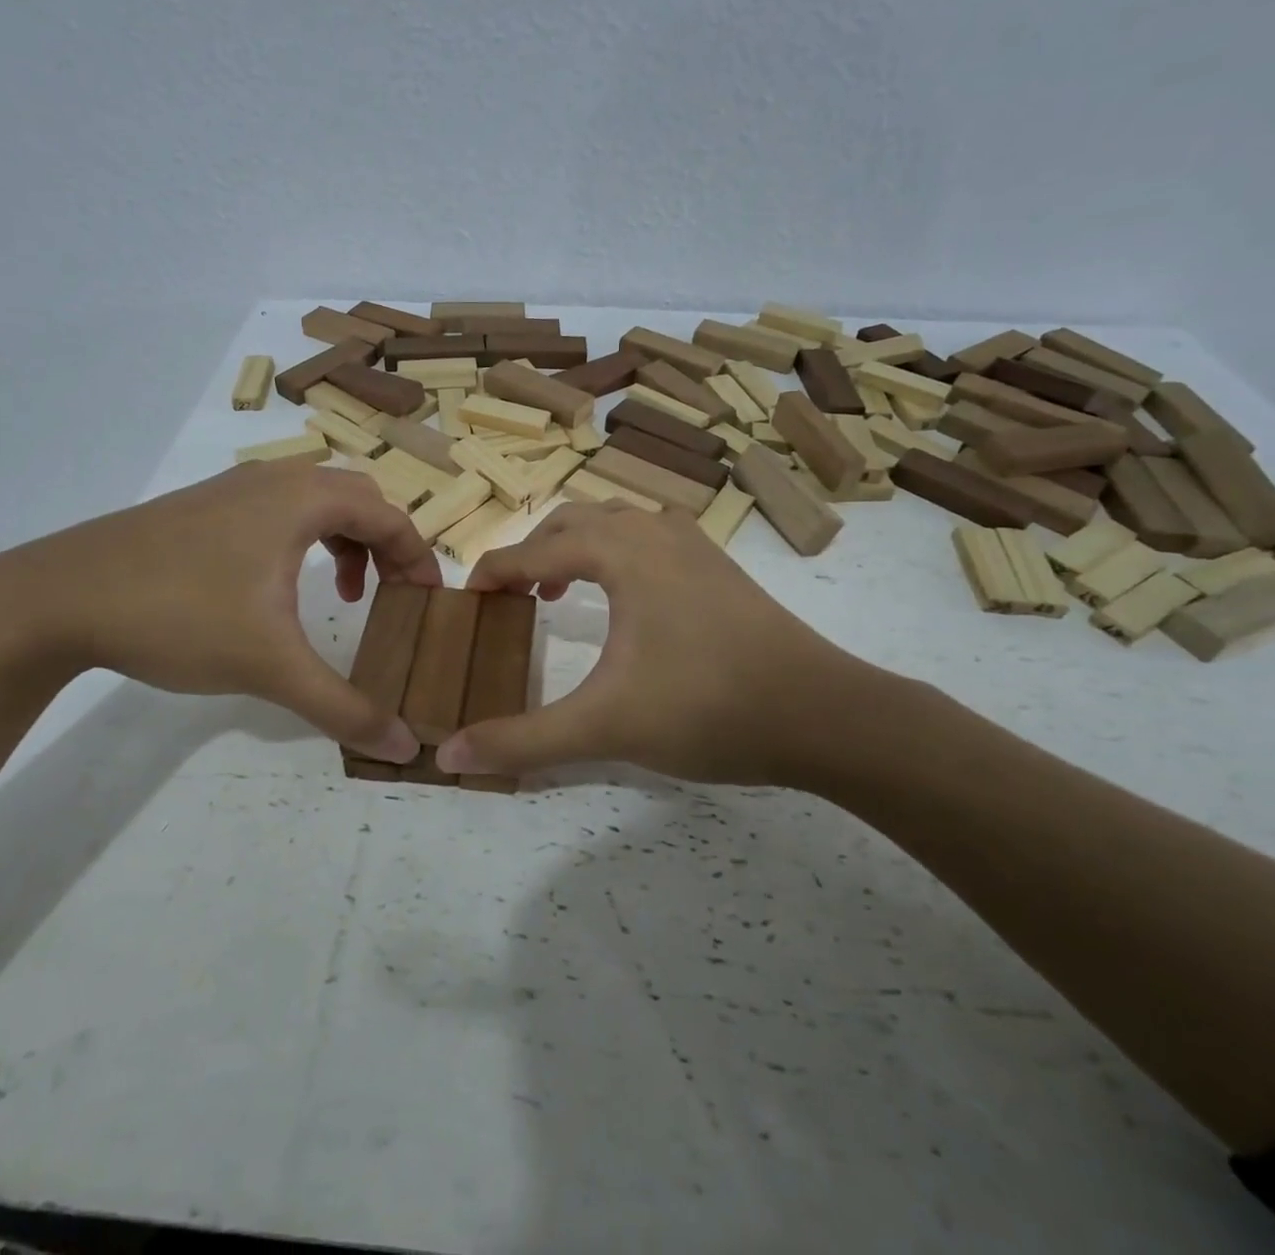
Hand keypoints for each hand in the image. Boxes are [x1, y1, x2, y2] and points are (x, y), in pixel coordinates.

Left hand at [0, 460, 441, 761]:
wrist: (58, 597)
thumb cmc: (178, 615)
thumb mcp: (269, 666)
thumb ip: (343, 706)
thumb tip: (405, 746)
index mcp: (302, 500)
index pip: (390, 516)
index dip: (419, 558)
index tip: (428, 603)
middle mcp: (274, 480)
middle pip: (358, 499)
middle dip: (386, 546)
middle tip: (392, 596)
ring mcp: (233, 489)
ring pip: (316, 501)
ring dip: (344, 542)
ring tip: (341, 594)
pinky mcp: (202, 508)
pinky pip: (278, 511)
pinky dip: (303, 541)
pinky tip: (278, 589)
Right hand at [438, 503, 887, 787]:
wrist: (824, 715)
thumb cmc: (707, 708)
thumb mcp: (605, 727)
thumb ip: (523, 740)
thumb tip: (450, 755)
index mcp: (620, 553)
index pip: (535, 550)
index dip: (494, 570)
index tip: (467, 596)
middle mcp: (654, 533)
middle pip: (574, 520)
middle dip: (535, 550)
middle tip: (517, 596)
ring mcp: (695, 546)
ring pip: (618, 521)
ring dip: (580, 545)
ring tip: (565, 591)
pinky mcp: (721, 567)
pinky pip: (652, 536)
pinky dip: (620, 552)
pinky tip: (629, 599)